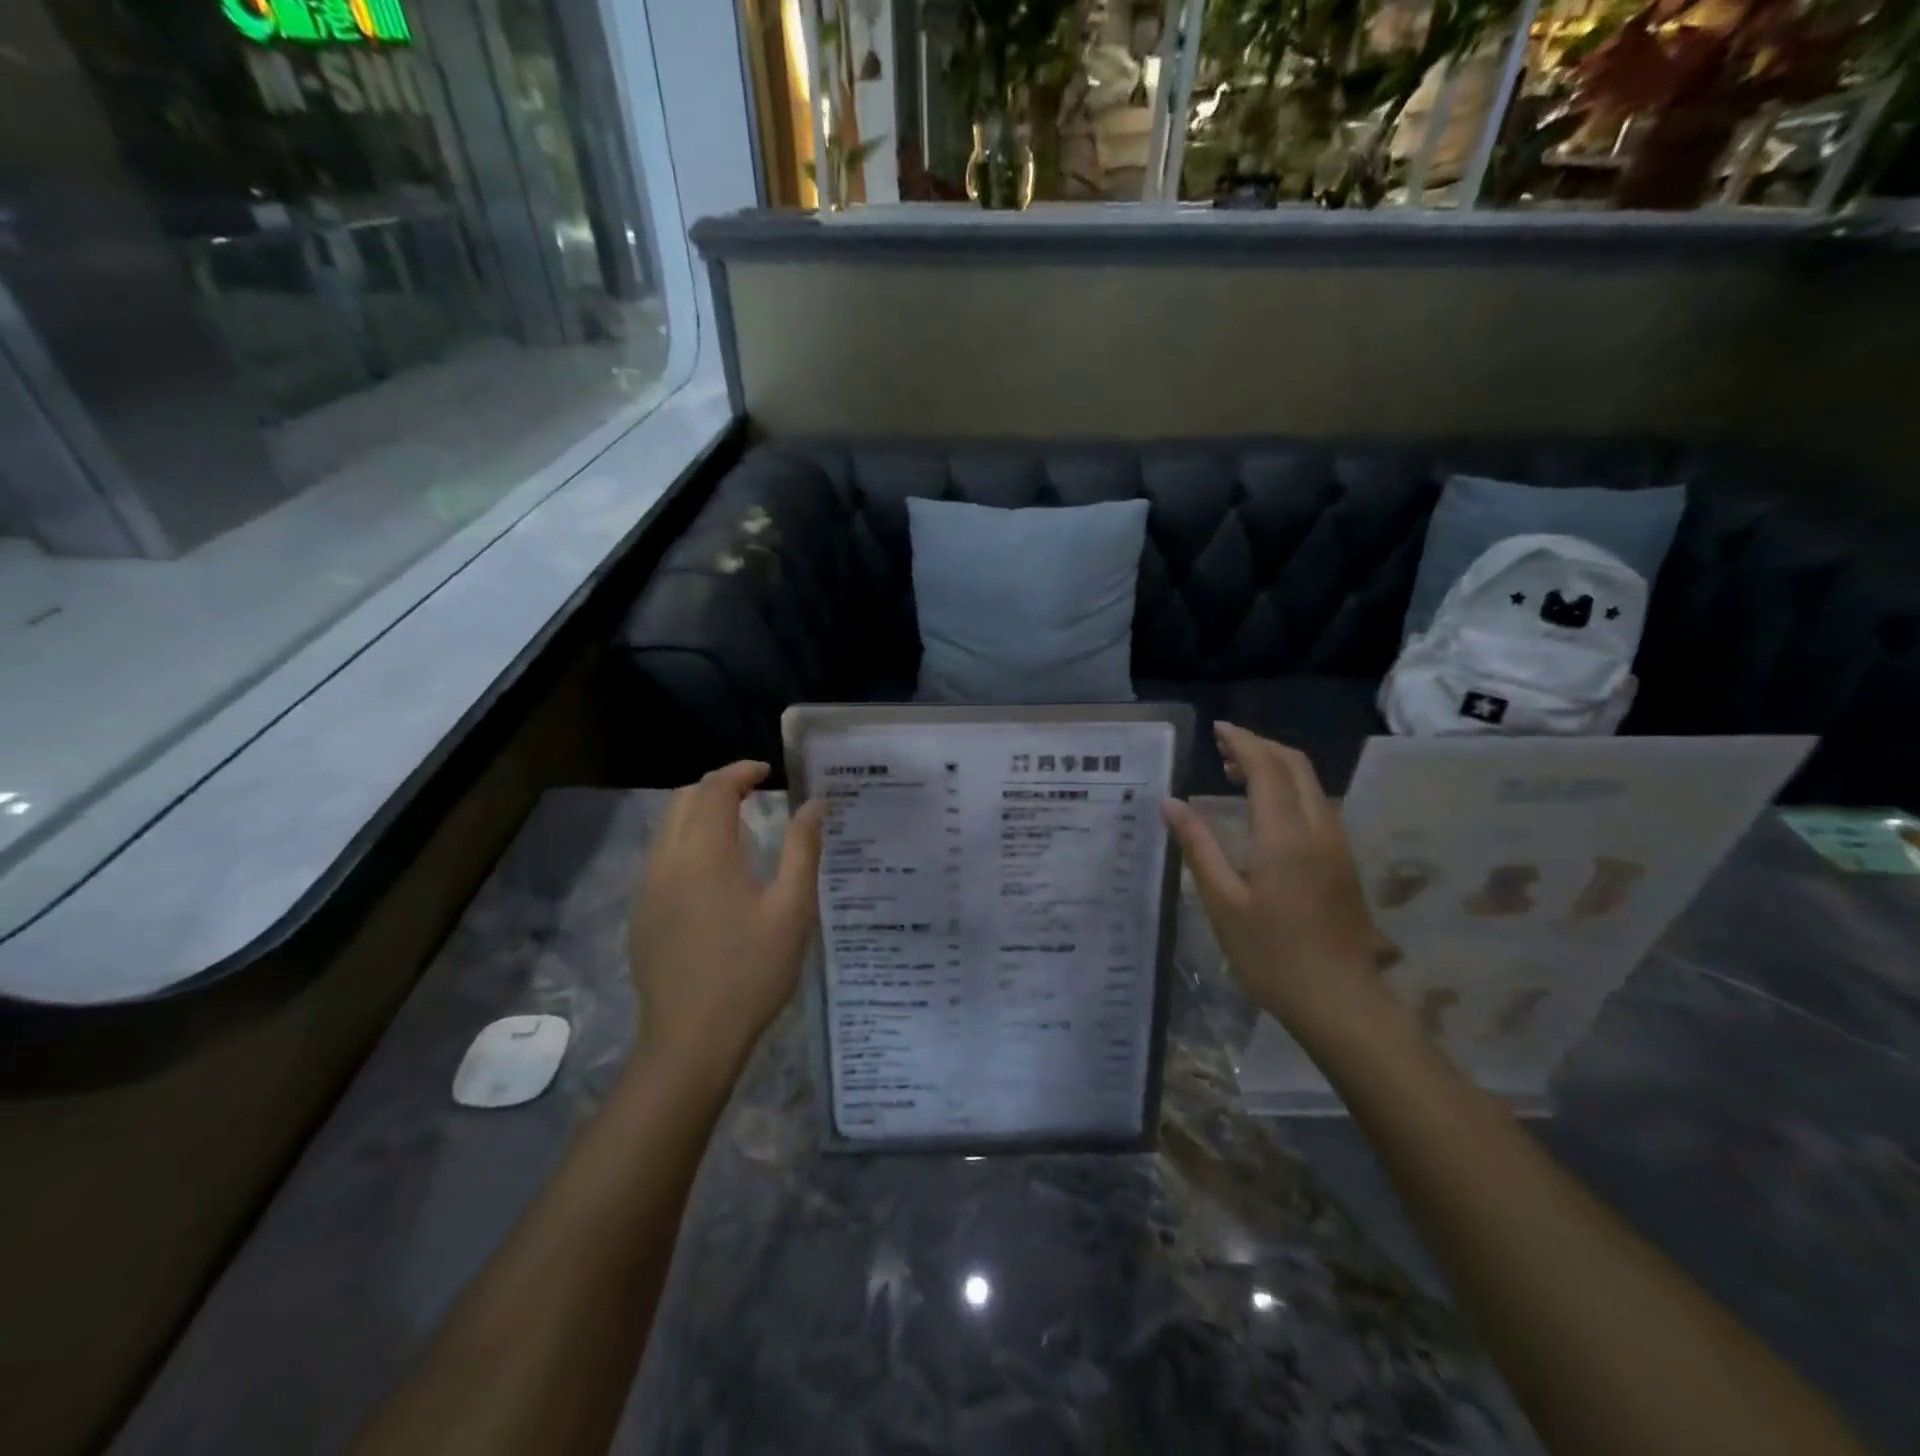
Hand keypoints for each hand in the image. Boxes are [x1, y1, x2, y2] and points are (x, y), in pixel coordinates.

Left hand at [627, 762, 824, 1074]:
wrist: (691, 1040)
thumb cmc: (752, 972)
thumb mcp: (792, 909)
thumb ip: (803, 848)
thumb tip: (815, 803)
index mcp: (705, 853)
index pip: (715, 788)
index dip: (740, 771)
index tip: (768, 771)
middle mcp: (667, 860)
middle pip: (683, 799)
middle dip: (717, 785)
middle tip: (754, 793)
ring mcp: (647, 887)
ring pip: (666, 826)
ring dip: (698, 811)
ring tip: (737, 824)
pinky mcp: (641, 912)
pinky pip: (660, 855)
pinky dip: (685, 840)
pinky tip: (713, 870)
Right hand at [1162, 724, 1386, 1038]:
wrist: (1341, 1000)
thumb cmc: (1272, 955)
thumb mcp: (1223, 902)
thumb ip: (1198, 846)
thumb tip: (1171, 803)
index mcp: (1284, 835)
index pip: (1266, 767)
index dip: (1241, 742)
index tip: (1216, 730)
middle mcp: (1317, 827)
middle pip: (1295, 765)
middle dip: (1260, 746)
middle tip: (1222, 748)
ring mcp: (1336, 843)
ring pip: (1310, 782)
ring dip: (1276, 766)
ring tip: (1236, 773)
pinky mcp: (1343, 859)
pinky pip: (1317, 803)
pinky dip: (1289, 788)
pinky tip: (1265, 809)